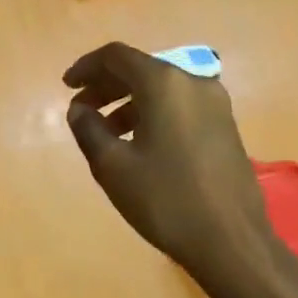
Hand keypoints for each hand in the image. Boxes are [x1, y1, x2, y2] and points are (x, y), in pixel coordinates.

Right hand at [63, 42, 287, 286]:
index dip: (86, 67)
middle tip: (81, 109)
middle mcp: (193, 82)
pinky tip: (138, 143)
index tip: (66, 87)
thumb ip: (88, 129)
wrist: (231, 241)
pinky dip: (152, 113)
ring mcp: (215, 104)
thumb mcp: (112, 166)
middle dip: (106, 85)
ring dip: (128, 102)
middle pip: (140, 69)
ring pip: (161, 89)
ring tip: (105, 131)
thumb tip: (79, 109)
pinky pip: (179, 105)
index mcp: (164, 83)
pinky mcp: (225, 126)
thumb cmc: (165, 200)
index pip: (116, 56)